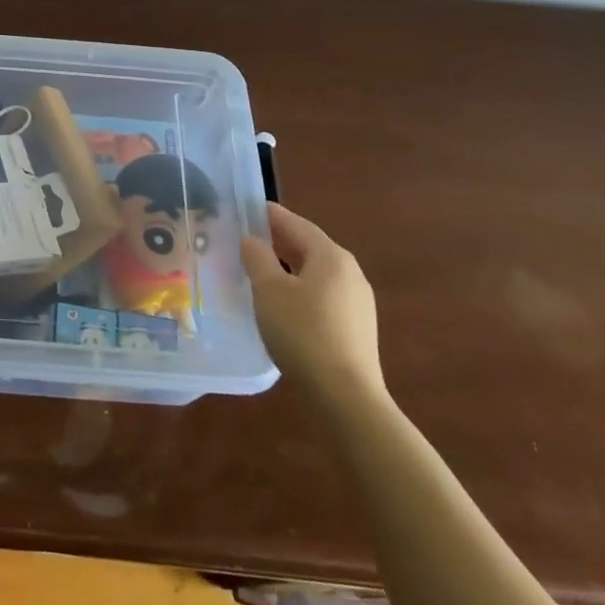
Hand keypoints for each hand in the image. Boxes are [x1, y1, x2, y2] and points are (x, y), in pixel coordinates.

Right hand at [242, 204, 383, 406]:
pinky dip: (300, 290)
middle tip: (247, 239)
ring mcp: (357, 302)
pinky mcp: (356, 328)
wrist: (344, 396)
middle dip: (278, 241)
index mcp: (331, 256)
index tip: (247, 208)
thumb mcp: (269, 290)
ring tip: (259, 271)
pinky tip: (282, 304)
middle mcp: (350, 272)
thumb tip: (252, 240)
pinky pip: (322, 295)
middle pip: (309, 247)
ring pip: (315, 273)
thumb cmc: (302, 332)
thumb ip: (257, 258)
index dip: (270, 215)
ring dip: (288, 268)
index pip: (296, 224)